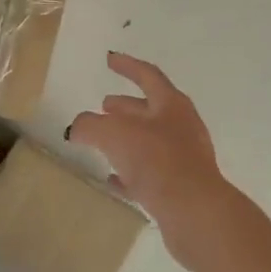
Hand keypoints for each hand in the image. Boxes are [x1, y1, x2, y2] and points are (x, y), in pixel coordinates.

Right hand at [67, 53, 237, 264]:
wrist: (195, 212)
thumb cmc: (157, 160)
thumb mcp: (113, 134)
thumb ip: (89, 125)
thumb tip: (76, 128)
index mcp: (171, 104)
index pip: (148, 76)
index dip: (127, 66)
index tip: (109, 59)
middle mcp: (182, 126)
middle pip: (150, 110)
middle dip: (126, 107)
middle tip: (104, 106)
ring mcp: (184, 158)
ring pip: (150, 142)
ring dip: (127, 139)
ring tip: (102, 143)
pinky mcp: (181, 188)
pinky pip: (151, 174)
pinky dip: (130, 172)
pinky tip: (113, 180)